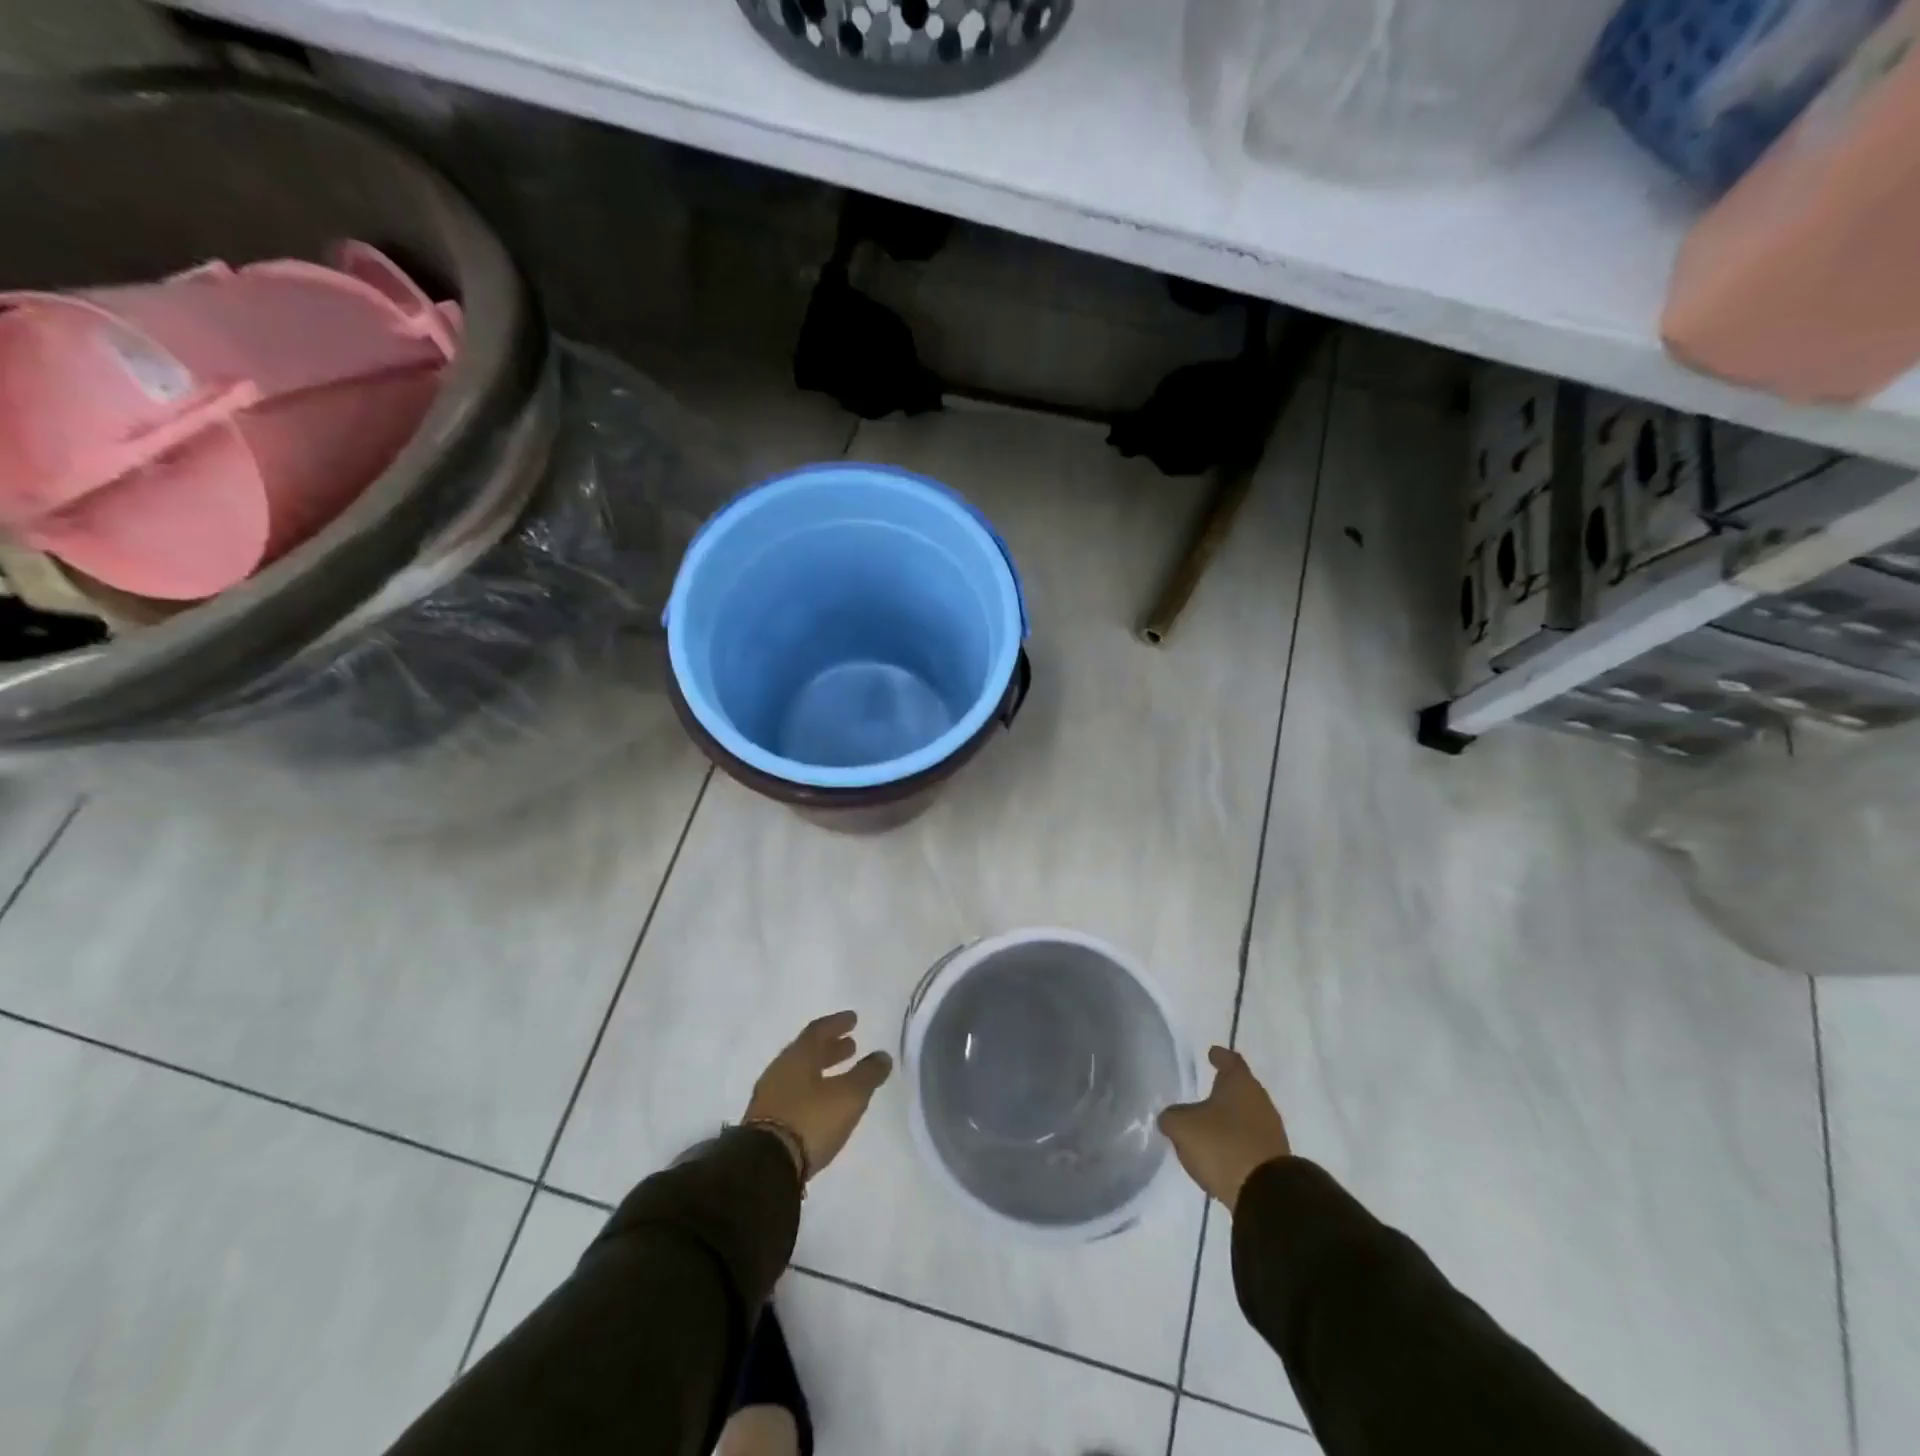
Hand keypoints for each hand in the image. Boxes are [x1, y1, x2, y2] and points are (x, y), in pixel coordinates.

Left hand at [744, 1011, 892, 1180]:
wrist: (764, 1167)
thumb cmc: (810, 1120)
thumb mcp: (849, 1096)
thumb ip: (867, 1074)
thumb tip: (882, 1056)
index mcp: (798, 1056)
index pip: (819, 1030)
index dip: (837, 1023)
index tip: (853, 1019)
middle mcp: (780, 1070)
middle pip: (807, 1052)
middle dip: (830, 1048)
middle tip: (851, 1046)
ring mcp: (769, 1096)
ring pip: (799, 1074)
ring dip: (821, 1070)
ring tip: (840, 1076)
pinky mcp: (765, 1122)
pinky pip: (792, 1095)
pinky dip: (811, 1091)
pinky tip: (822, 1103)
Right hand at [1158, 1047, 1291, 1210]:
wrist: (1266, 1195)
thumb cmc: (1222, 1145)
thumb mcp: (1183, 1128)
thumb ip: (1172, 1117)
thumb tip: (1170, 1118)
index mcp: (1241, 1084)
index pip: (1231, 1060)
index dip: (1219, 1056)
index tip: (1212, 1053)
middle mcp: (1260, 1101)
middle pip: (1241, 1088)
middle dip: (1224, 1089)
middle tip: (1206, 1090)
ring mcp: (1271, 1131)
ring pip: (1247, 1115)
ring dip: (1231, 1118)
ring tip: (1210, 1125)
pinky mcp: (1275, 1158)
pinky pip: (1251, 1140)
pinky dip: (1237, 1140)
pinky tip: (1223, 1150)